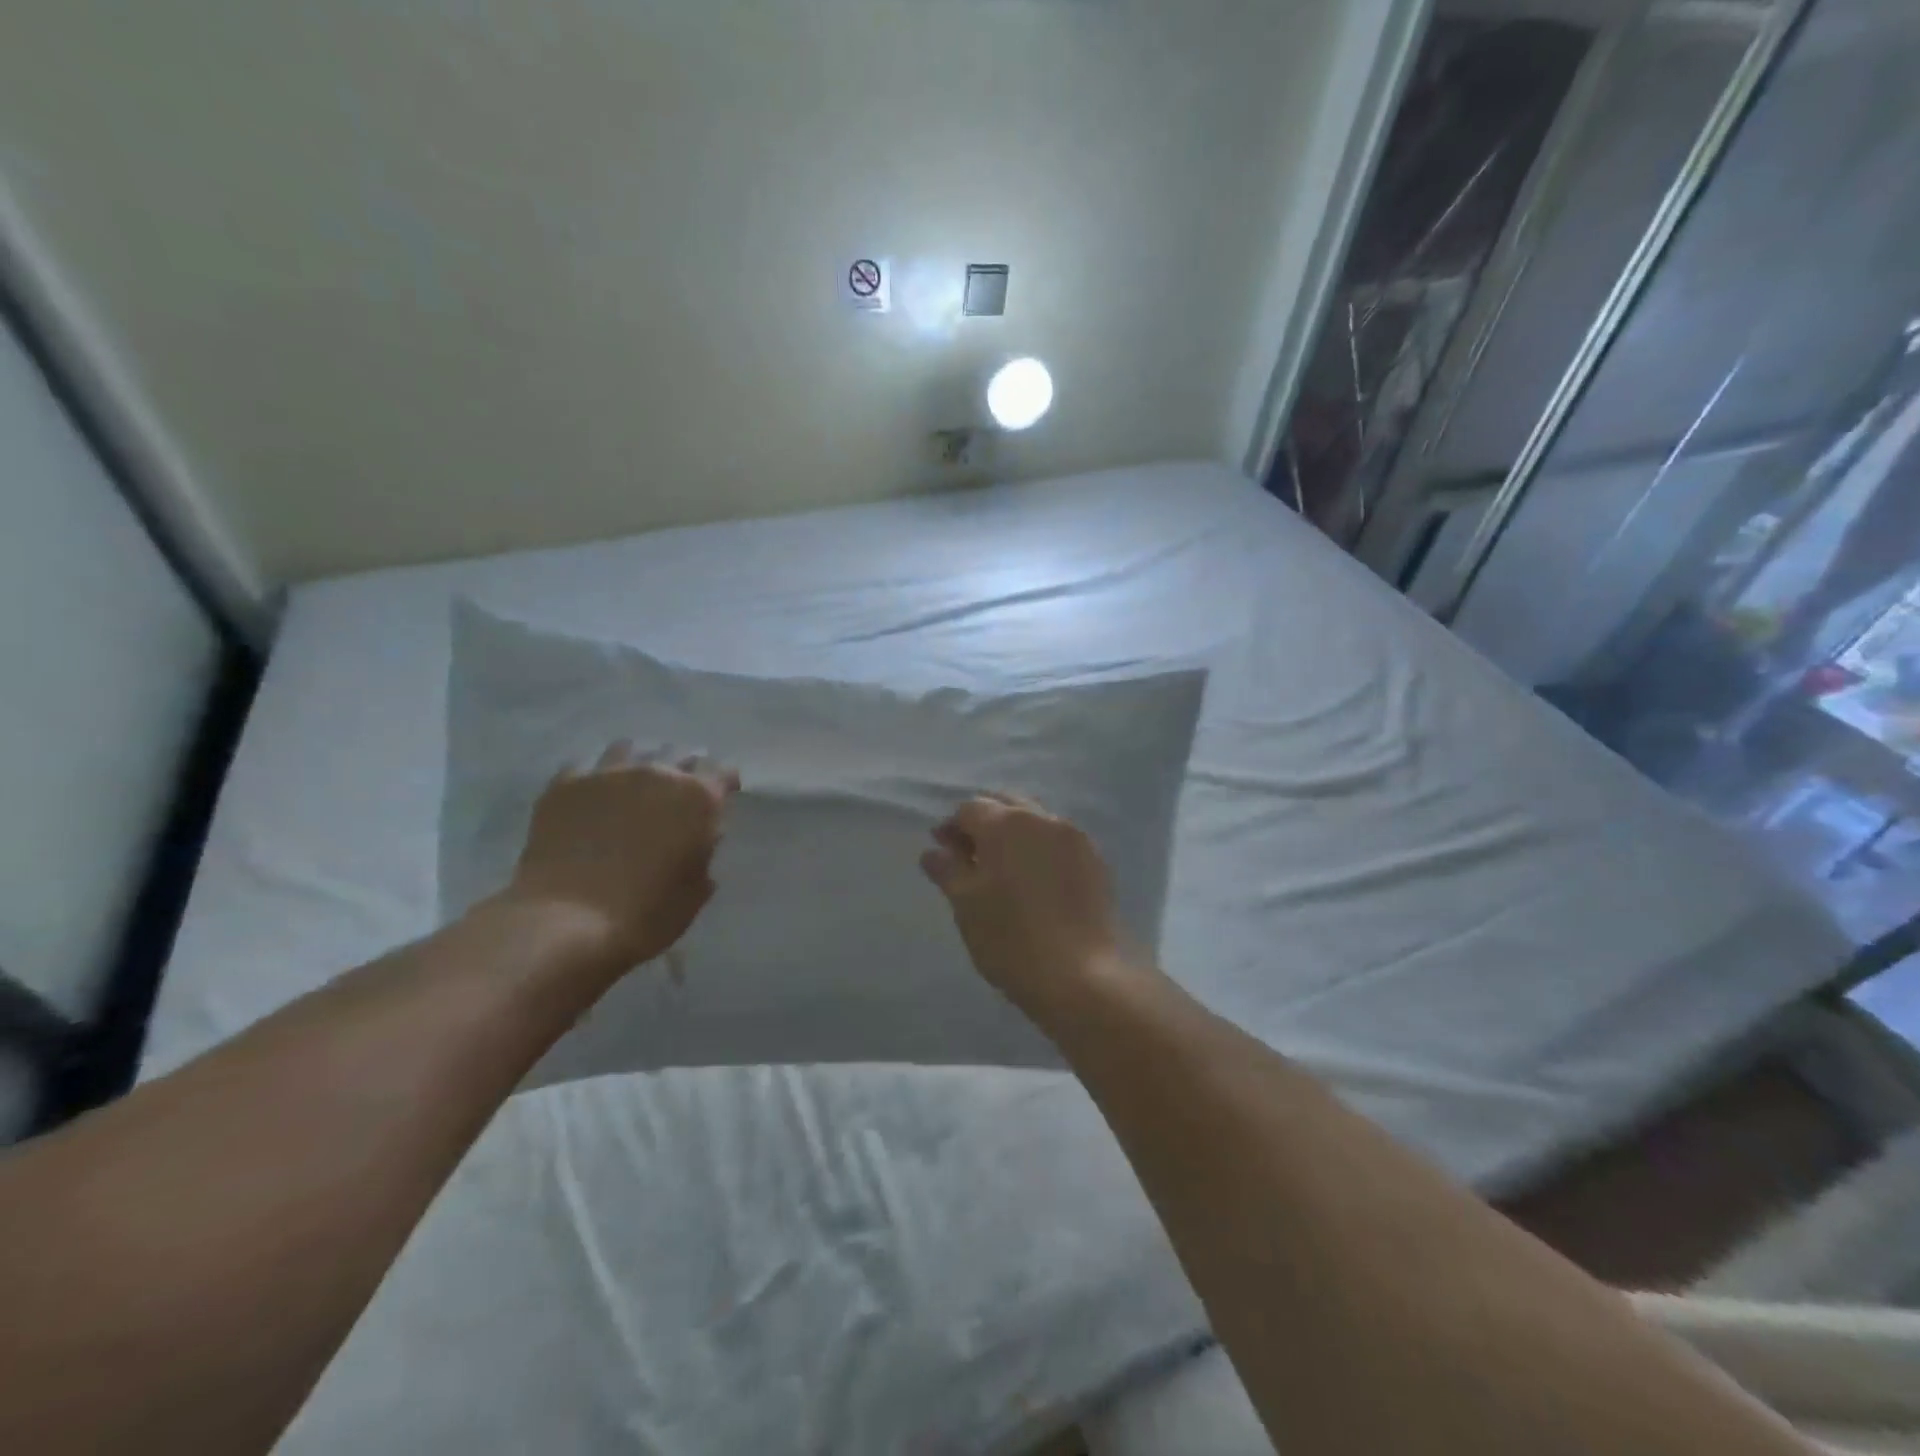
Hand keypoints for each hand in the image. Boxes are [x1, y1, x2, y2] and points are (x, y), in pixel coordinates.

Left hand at [502, 744, 738, 974]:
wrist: (565, 923)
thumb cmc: (645, 914)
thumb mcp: (694, 892)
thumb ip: (703, 856)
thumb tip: (699, 842)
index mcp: (698, 798)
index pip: (723, 773)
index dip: (724, 785)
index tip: (722, 797)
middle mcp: (657, 773)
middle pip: (679, 754)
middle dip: (684, 770)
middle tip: (678, 795)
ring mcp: (607, 774)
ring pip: (631, 749)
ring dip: (640, 763)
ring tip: (635, 784)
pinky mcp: (564, 785)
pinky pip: (586, 766)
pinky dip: (596, 777)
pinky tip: (594, 795)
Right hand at [920, 793, 1131, 1020]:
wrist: (1082, 975)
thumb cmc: (1011, 939)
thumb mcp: (966, 905)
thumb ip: (947, 870)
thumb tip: (933, 851)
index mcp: (1006, 823)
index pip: (970, 809)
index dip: (951, 828)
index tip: (942, 853)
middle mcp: (1042, 819)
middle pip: (1005, 805)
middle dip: (984, 823)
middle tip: (969, 858)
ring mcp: (1074, 838)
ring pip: (1035, 821)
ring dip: (1014, 835)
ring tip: (1002, 870)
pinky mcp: (1096, 861)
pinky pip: (1059, 842)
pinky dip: (1040, 850)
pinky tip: (1035, 881)